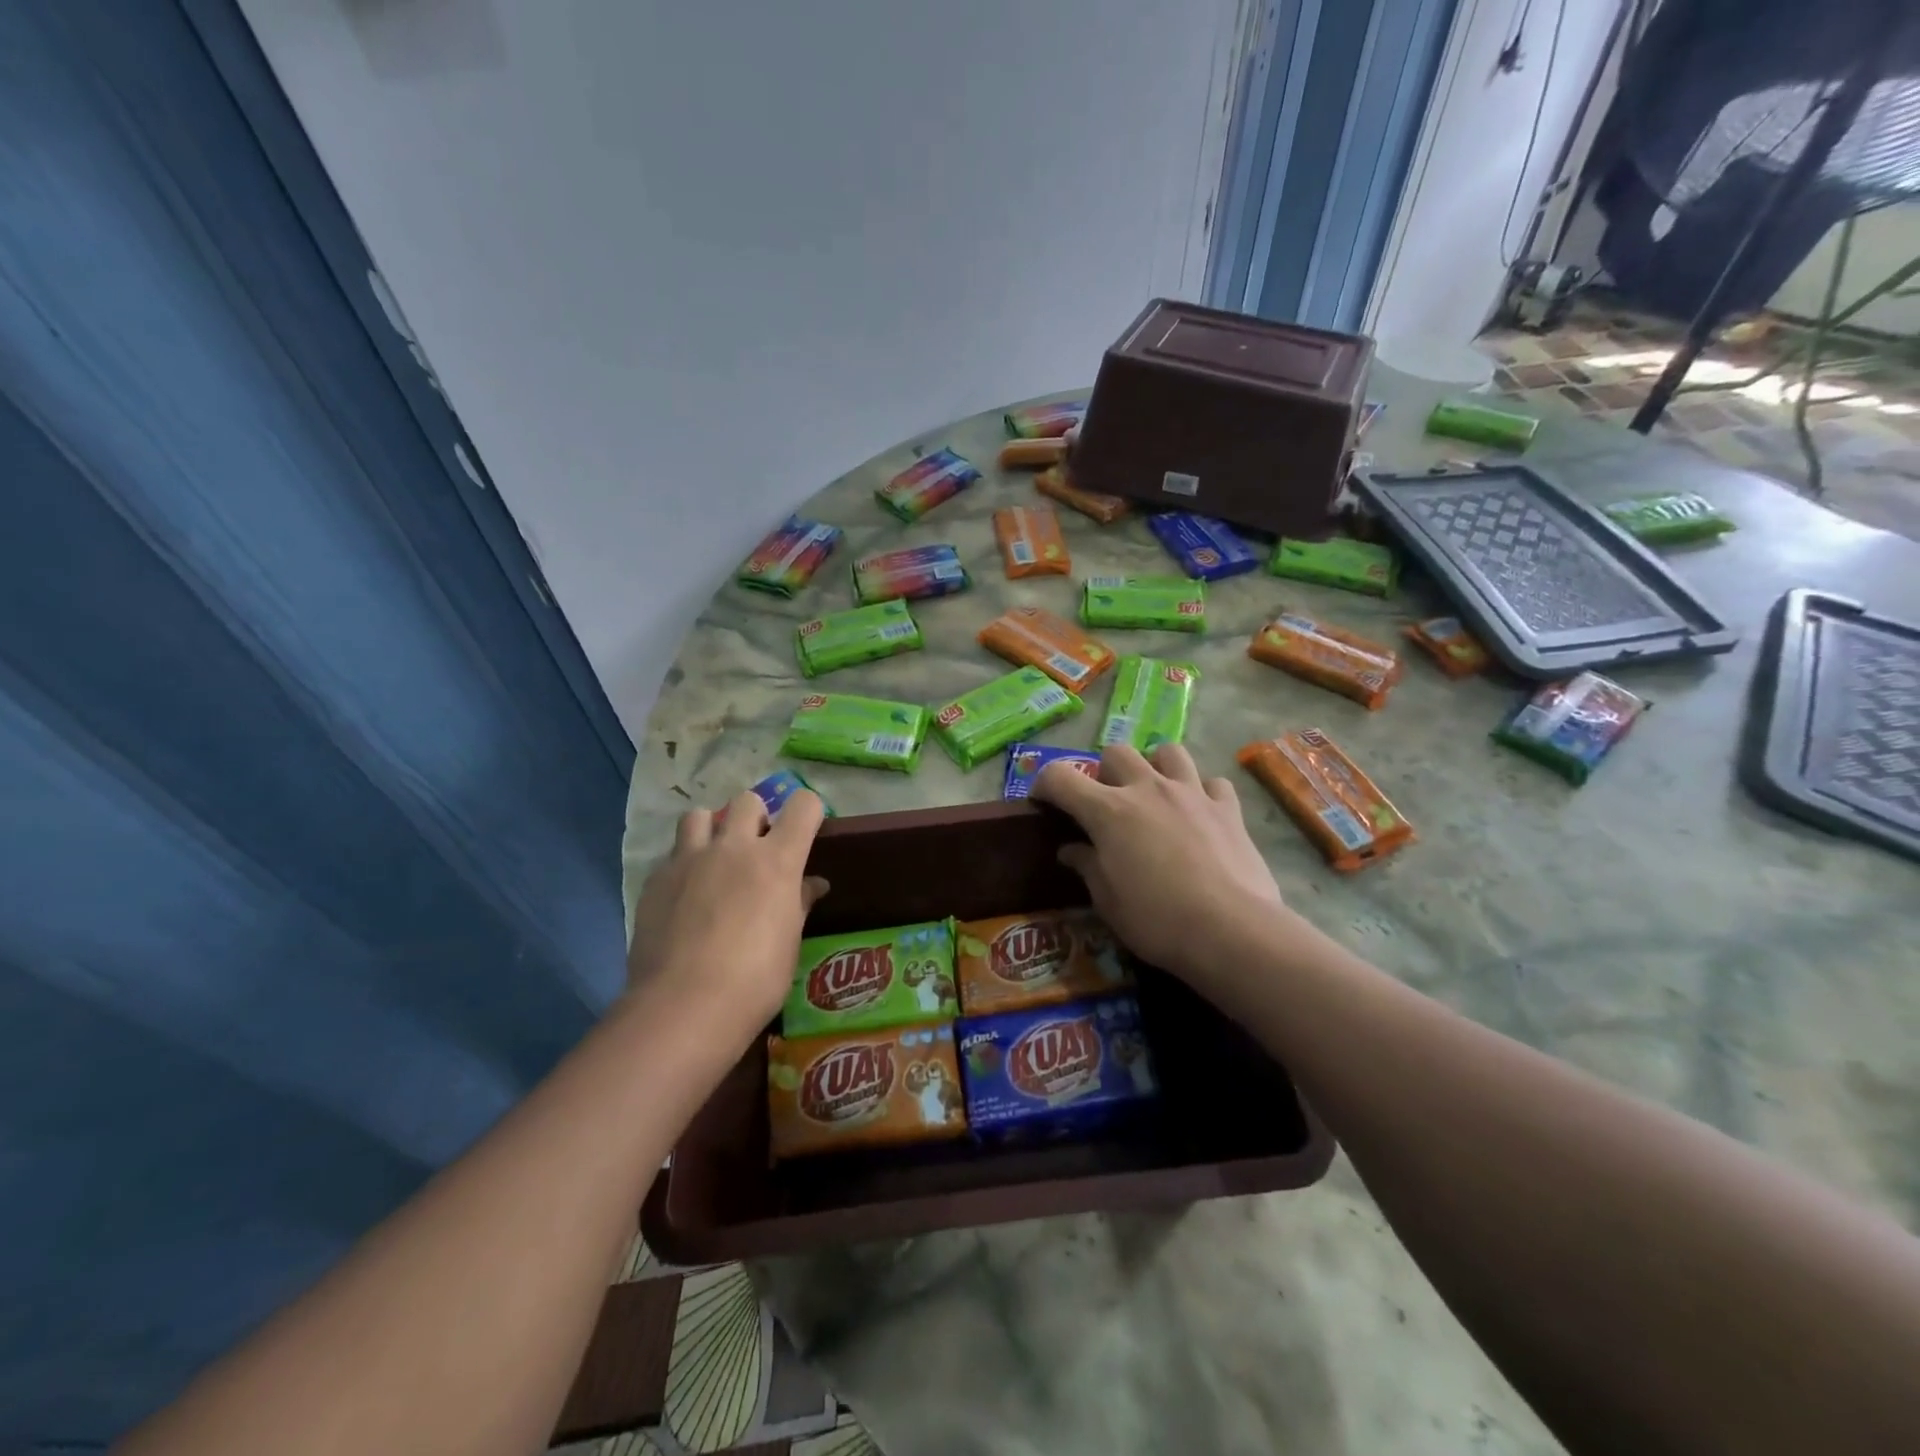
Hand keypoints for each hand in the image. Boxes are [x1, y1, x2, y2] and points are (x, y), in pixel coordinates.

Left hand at [627, 790, 828, 1041]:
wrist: (684, 1006)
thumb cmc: (755, 979)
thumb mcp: (789, 942)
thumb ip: (798, 904)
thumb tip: (812, 884)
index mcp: (776, 860)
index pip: (803, 806)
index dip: (809, 811)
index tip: (807, 830)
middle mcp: (734, 847)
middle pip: (747, 800)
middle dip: (756, 816)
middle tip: (756, 849)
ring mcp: (690, 860)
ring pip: (698, 815)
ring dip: (711, 830)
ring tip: (713, 860)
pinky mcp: (656, 880)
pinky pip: (672, 855)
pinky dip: (683, 865)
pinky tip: (684, 897)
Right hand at [1031, 744, 1292, 994]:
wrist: (1230, 931)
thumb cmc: (1156, 920)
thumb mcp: (1108, 901)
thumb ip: (1087, 866)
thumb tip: (1070, 849)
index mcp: (1108, 811)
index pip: (1060, 777)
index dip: (1044, 785)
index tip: (1043, 804)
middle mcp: (1148, 789)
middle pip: (1116, 752)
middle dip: (1104, 772)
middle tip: (1108, 805)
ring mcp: (1191, 793)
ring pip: (1168, 752)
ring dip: (1155, 767)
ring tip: (1155, 795)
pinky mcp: (1228, 808)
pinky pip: (1212, 783)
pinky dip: (1202, 793)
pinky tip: (1200, 814)